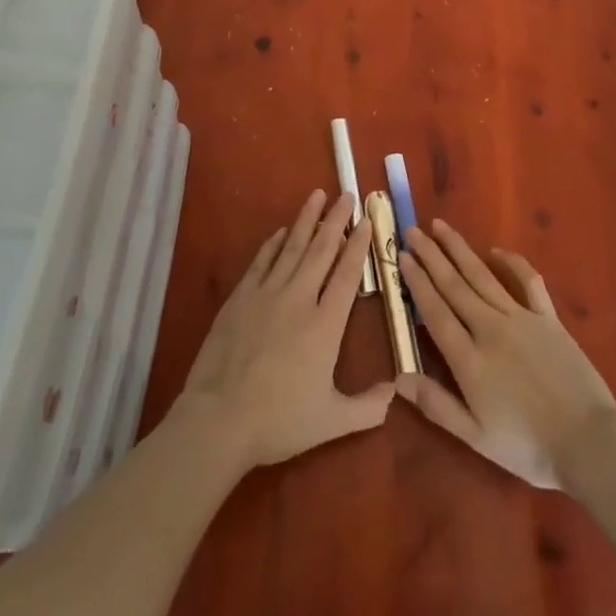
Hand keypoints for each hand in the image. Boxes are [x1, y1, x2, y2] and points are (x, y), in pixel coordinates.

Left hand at [172, 189, 393, 471]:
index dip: (358, 245)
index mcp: (326, 324)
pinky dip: (273, 244)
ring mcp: (267, 294)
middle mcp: (300, 299)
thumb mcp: (332, 421)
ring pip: (292, 247)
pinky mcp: (241, 298)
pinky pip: (262, 262)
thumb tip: (397, 390)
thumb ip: (368, 407)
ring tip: (317, 195)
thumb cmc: (279, 421)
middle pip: (321, 250)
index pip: (348, 274)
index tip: (366, 220)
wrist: (219, 419)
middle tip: (346, 194)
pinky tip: (281, 232)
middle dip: (336, 220)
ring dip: (306, 220)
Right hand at [396, 219, 615, 490]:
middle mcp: (490, 328)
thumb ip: (437, 405)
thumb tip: (398, 377)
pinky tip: (496, 250)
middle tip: (413, 231)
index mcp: (469, 359)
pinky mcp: (547, 317)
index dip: (417, 283)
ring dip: (460, 249)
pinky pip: (527, 280)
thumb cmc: (528, 446)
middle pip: (454, 285)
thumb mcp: (476, 437)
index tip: (402, 257)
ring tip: (441, 227)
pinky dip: (512, 261)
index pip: (435, 311)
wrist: (588, 441)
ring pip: (482, 275)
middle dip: (431, 256)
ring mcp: (520, 318)